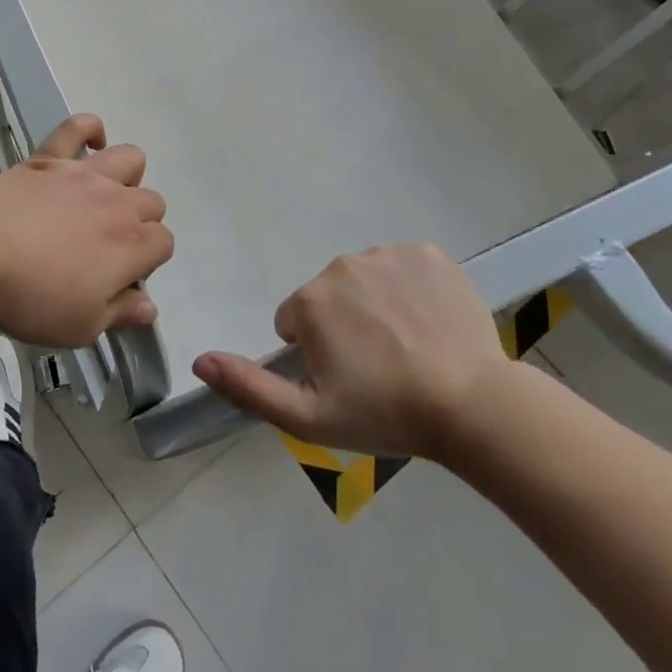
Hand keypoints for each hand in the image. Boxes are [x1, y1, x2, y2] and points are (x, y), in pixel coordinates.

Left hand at [0, 115, 173, 349]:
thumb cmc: (30, 295)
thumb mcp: (79, 326)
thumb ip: (120, 314)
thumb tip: (149, 306)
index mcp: (132, 245)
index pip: (164, 244)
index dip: (147, 262)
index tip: (118, 279)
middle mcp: (118, 202)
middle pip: (153, 202)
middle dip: (140, 224)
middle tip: (105, 247)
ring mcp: (85, 174)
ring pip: (131, 159)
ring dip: (127, 177)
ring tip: (103, 198)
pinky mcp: (51, 156)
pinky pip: (78, 126)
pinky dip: (89, 130)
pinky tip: (88, 146)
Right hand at [192, 244, 509, 460]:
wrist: (473, 407)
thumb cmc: (385, 414)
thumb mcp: (307, 417)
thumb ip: (247, 386)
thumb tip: (198, 359)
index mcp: (310, 301)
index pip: (295, 320)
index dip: (316, 353)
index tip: (347, 380)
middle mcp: (342, 265)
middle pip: (329, 296)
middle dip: (343, 325)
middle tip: (377, 368)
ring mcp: (389, 255)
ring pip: (365, 280)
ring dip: (374, 305)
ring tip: (407, 348)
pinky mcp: (429, 254)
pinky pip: (404, 267)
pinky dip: (410, 289)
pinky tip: (429, 323)